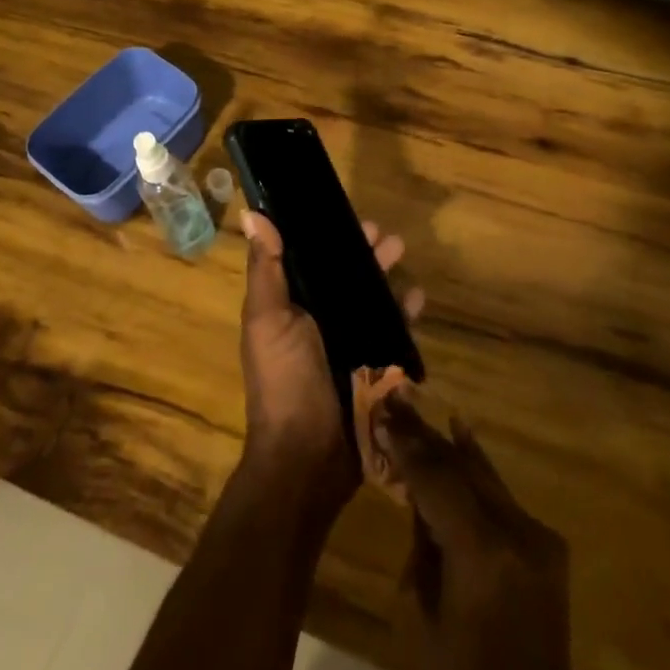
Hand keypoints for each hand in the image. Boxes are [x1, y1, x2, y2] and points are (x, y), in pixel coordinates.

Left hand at [238, 211, 422, 511]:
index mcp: (289, 307)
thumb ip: (266, 269)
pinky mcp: (373, 367)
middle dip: (364, 253)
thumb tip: (252, 212)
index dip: (326, 237)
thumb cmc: (284, 380)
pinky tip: (417, 298)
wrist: (308, 457)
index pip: (309, 260)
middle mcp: (318, 321)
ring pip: (371, 300)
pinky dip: (404, 313)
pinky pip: (392, 332)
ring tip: (402, 255)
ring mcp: (348, 345)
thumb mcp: (268, 320)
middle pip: (345, 277)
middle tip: (385, 235)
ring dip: (386, 277)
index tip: (346, 216)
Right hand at [379, 396, 637, 669]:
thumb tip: (420, 496)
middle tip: (394, 398)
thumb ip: (420, 542)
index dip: (406, 443)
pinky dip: (475, 467)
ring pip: (484, 475)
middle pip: (461, 467)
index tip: (381, 409)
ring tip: (418, 407)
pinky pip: (501, 495)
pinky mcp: (547, 545)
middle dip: (424, 434)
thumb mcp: (417, 614)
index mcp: (480, 553)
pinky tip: (460, 435)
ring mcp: (538, 536)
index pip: (435, 479)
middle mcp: (516, 532)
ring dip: (448, 444)